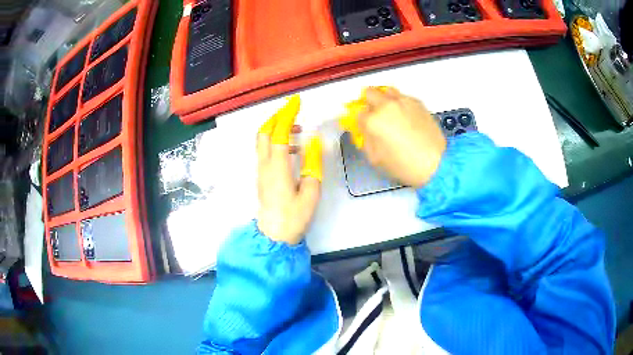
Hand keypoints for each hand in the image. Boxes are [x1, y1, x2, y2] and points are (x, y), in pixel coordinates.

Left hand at [256, 95, 322, 244]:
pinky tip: (292, 149)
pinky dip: (276, 141)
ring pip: (262, 141)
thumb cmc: (294, 217)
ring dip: (276, 129)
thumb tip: (313, 141)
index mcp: (277, 167)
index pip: (279, 132)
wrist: (273, 237)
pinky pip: (265, 151)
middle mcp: (264, 164)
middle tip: (293, 111)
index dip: (287, 114)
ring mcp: (261, 171)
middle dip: (276, 117)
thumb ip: (312, 164)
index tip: (296, 101)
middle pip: (263, 132)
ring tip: (296, 129)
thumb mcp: (311, 191)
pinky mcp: (261, 177)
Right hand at [340, 87, 446, 187]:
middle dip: (368, 102)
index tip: (365, 126)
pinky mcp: (418, 103)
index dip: (361, 120)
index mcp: (373, 120)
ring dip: (385, 99)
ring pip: (387, 91)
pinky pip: (403, 97)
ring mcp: (403, 101)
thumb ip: (366, 139)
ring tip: (391, 112)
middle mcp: (386, 106)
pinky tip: (407, 118)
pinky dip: (401, 104)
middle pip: (369, 92)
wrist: (434, 163)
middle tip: (374, 114)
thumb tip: (365, 129)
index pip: (358, 113)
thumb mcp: (375, 158)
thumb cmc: (403, 165)